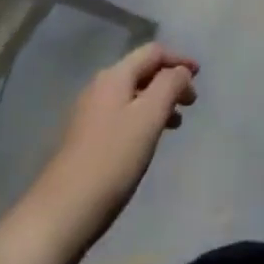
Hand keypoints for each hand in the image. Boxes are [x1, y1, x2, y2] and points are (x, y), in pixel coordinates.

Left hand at [18, 43, 198, 258]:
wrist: (63, 210)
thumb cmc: (112, 159)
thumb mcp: (148, 117)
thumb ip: (169, 86)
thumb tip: (181, 71)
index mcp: (114, 77)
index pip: (152, 52)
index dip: (179, 59)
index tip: (200, 76)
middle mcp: (100, 87)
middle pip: (141, 70)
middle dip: (170, 80)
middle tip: (191, 102)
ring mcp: (90, 113)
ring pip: (133, 94)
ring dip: (158, 100)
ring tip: (177, 122)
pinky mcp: (87, 137)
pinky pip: (123, 114)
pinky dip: (144, 117)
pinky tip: (150, 139)